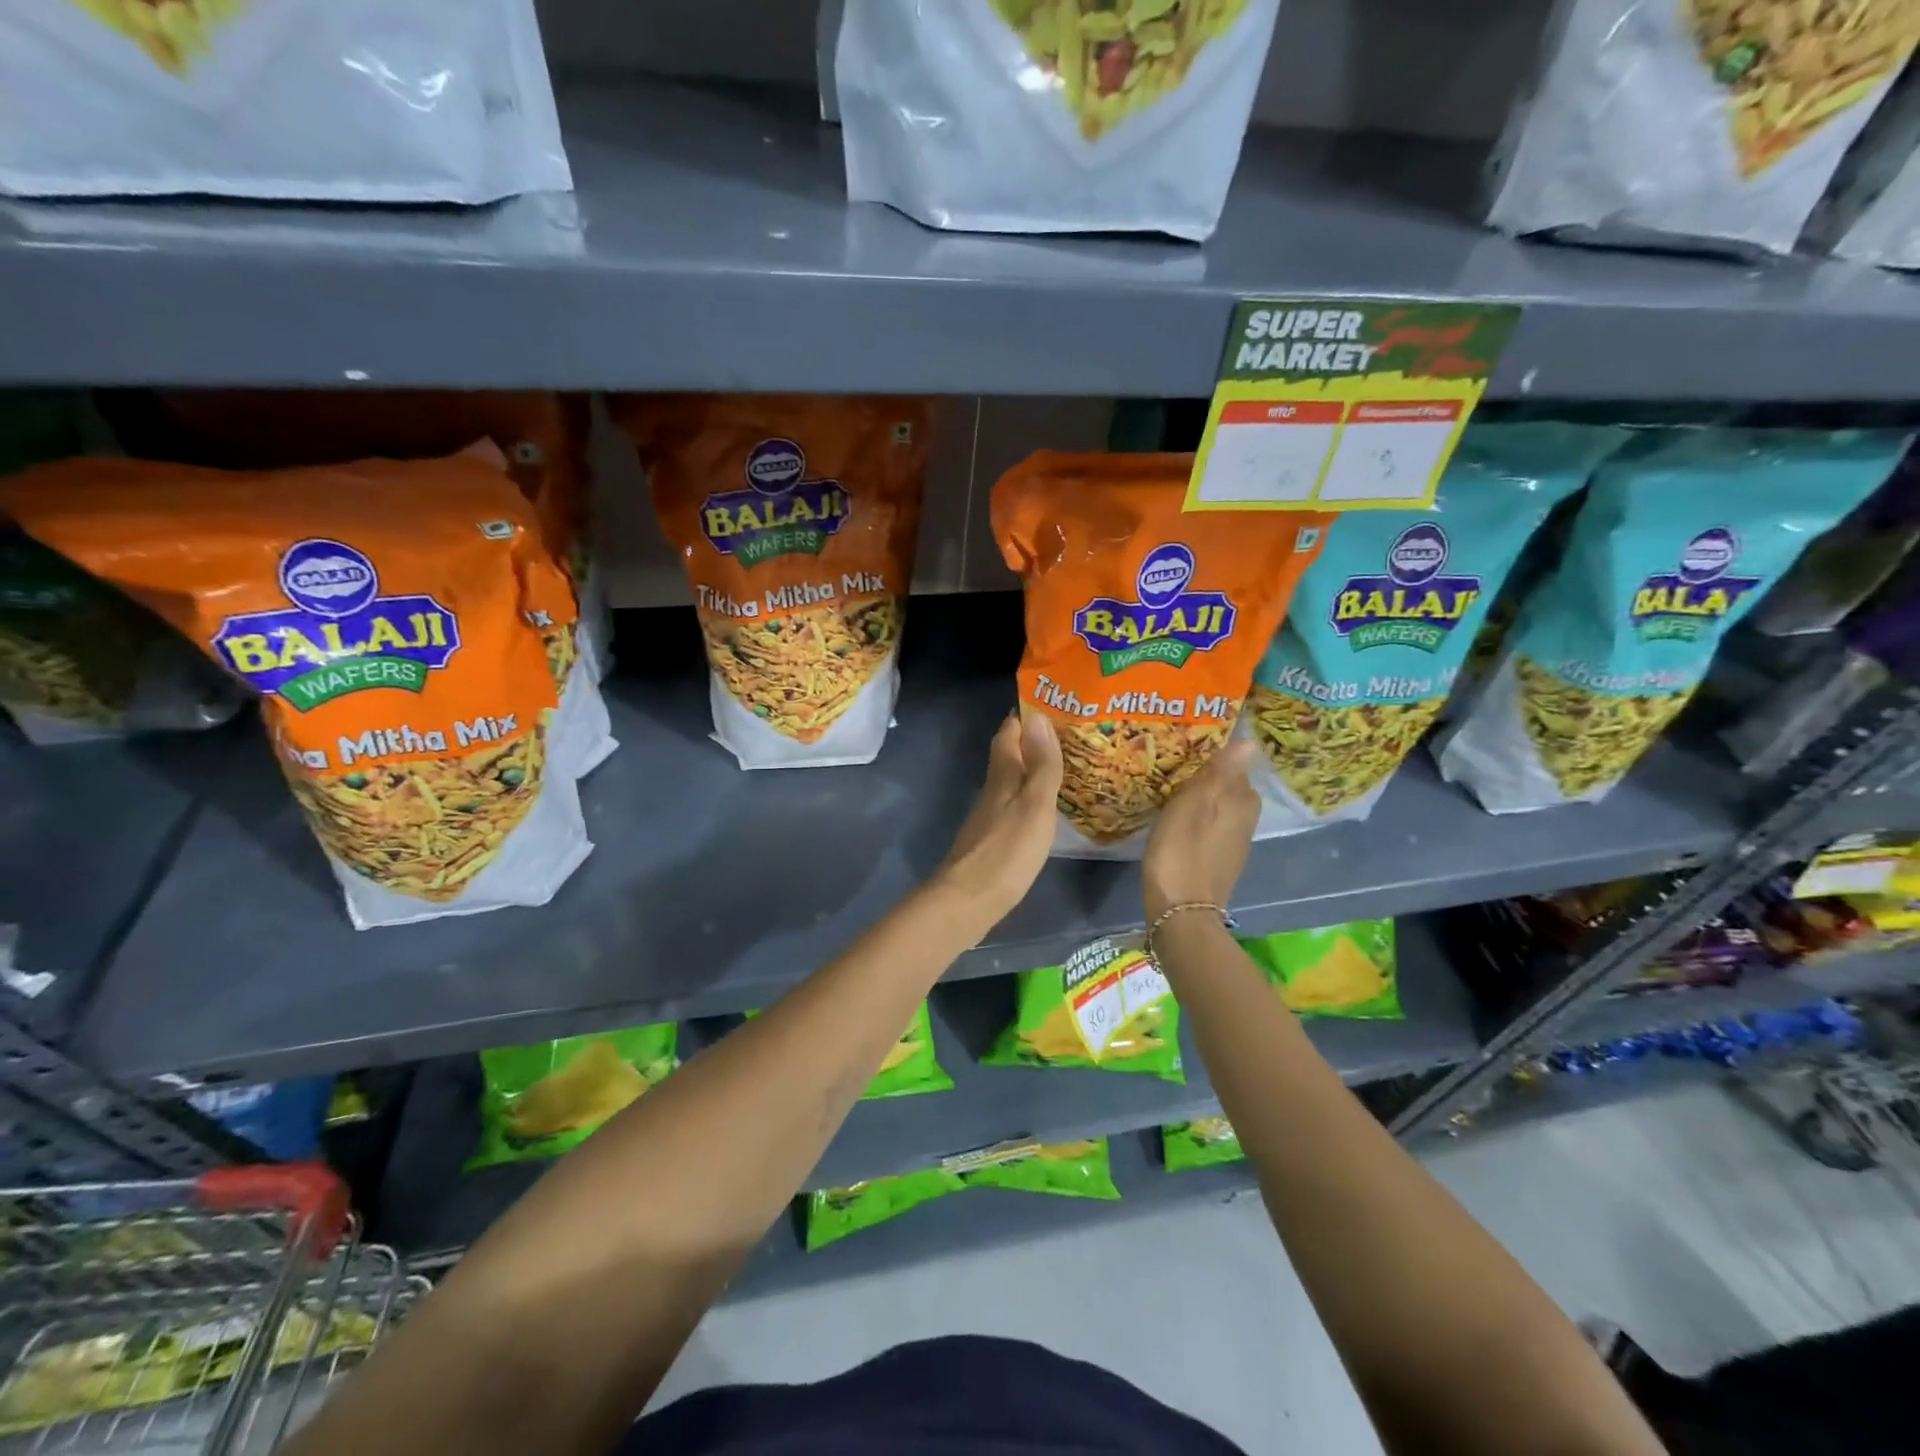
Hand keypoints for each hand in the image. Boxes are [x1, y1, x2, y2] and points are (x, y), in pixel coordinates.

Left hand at [933, 711, 1062, 927]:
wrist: (967, 902)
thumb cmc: (1006, 852)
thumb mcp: (1035, 806)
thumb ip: (1041, 766)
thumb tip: (1039, 717)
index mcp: (1002, 777)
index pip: (1008, 733)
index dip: (1024, 716)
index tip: (1049, 702)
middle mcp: (992, 790)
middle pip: (1008, 755)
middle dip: (1031, 740)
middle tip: (1066, 732)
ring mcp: (989, 817)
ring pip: (1010, 781)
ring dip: (1030, 769)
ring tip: (1062, 765)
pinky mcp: (990, 840)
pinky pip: (1012, 806)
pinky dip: (1028, 797)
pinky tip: (1044, 808)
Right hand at [1142, 738, 1257, 922]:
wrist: (1181, 909)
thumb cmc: (1182, 849)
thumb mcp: (1195, 803)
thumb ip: (1220, 771)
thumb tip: (1251, 741)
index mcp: (1242, 799)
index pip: (1233, 765)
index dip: (1211, 757)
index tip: (1185, 750)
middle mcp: (1246, 818)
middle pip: (1228, 786)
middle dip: (1207, 778)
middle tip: (1174, 768)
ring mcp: (1234, 842)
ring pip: (1220, 807)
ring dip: (1202, 799)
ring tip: (1172, 791)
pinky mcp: (1220, 859)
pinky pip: (1211, 827)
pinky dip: (1199, 820)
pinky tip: (1178, 822)